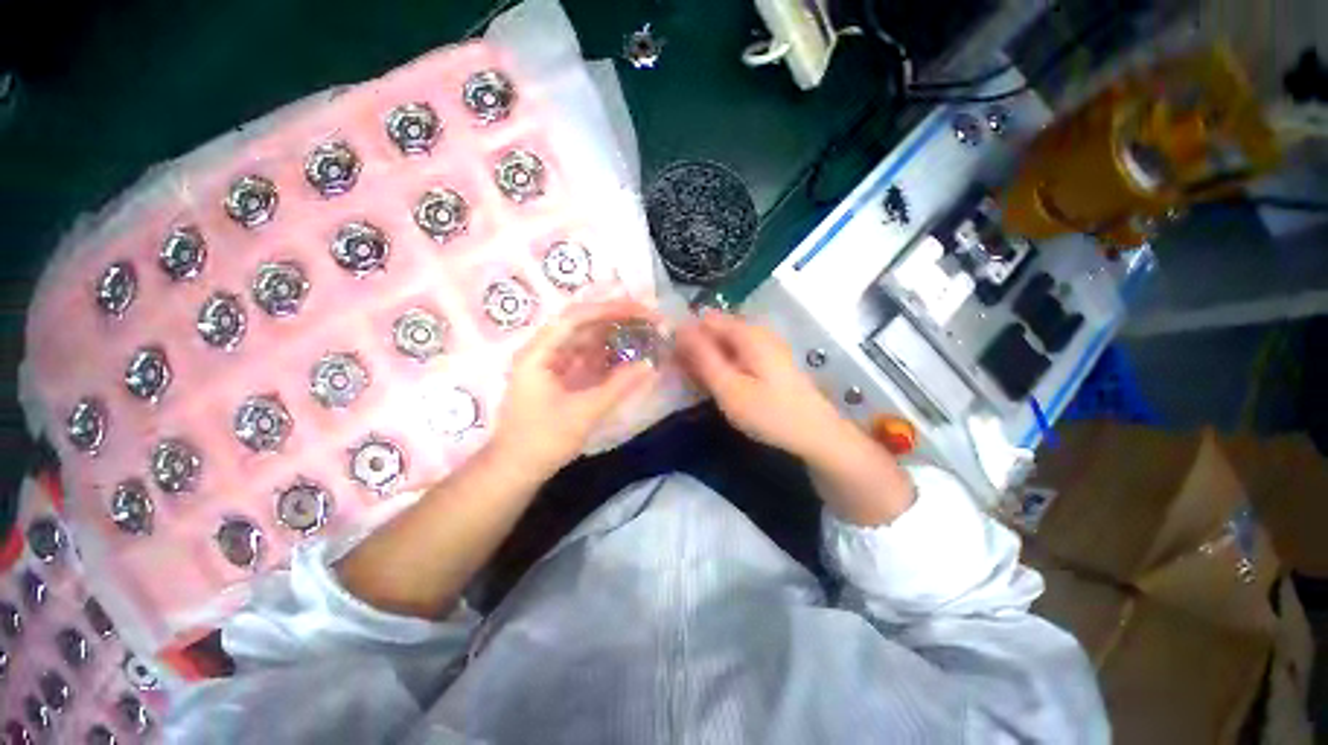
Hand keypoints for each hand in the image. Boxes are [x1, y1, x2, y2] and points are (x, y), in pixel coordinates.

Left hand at [489, 300, 659, 477]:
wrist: (516, 470)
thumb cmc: (543, 441)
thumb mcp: (585, 412)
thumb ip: (619, 386)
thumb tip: (651, 364)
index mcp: (539, 353)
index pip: (576, 317)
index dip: (610, 310)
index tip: (640, 311)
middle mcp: (543, 351)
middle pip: (583, 325)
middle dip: (617, 320)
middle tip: (649, 321)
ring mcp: (551, 364)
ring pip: (587, 341)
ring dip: (614, 337)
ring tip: (644, 335)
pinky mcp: (560, 378)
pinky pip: (587, 359)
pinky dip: (608, 357)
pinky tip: (628, 356)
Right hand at [675, 310, 852, 463]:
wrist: (816, 434)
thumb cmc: (769, 413)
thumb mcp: (729, 388)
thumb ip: (702, 357)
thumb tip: (679, 328)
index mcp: (747, 332)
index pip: (704, 319)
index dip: (685, 336)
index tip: (674, 362)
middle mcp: (757, 331)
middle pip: (715, 330)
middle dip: (697, 350)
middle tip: (687, 379)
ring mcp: (766, 345)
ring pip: (725, 344)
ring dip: (709, 360)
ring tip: (702, 386)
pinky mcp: (770, 359)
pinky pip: (738, 354)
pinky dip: (725, 366)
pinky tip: (722, 386)